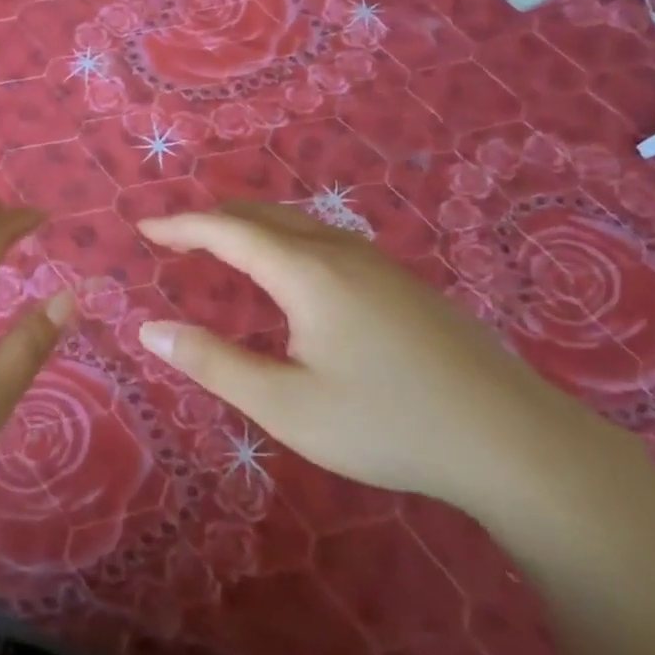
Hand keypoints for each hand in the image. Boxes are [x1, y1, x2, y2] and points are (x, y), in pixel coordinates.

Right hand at [137, 203, 611, 513]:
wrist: (511, 440)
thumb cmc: (386, 422)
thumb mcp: (286, 404)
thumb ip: (214, 363)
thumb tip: (150, 330)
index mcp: (307, 272)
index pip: (228, 230)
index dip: (181, 226)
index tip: (143, 230)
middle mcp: (341, 252)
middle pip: (264, 215)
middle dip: (213, 219)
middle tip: (175, 237)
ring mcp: (379, 263)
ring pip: (300, 224)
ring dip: (252, 226)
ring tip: (222, 247)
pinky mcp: (403, 283)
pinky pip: (326, 240)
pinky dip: (285, 240)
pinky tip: (292, 273)